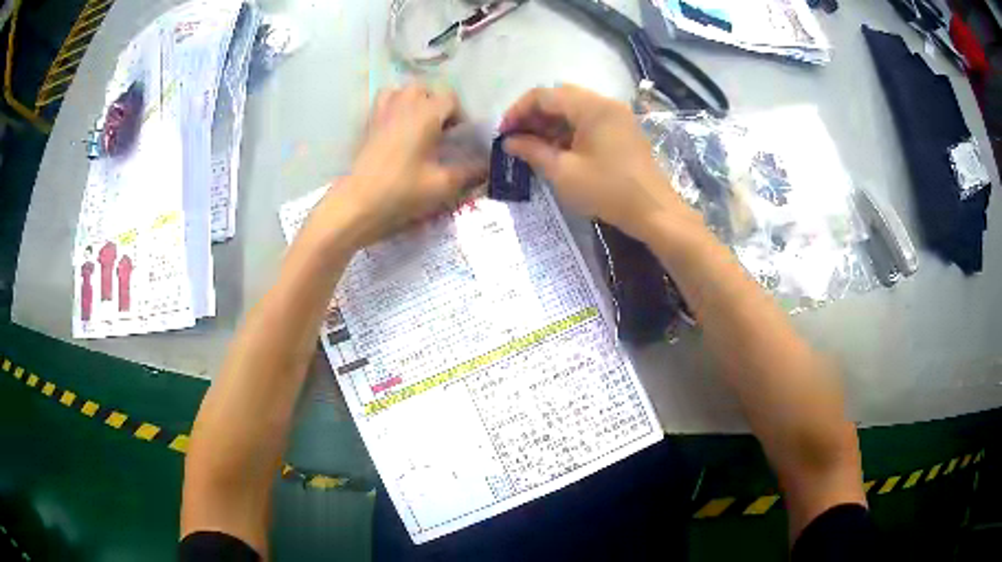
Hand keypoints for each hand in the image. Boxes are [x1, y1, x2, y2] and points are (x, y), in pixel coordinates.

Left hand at [328, 84, 486, 246]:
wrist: (358, 203)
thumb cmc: (402, 191)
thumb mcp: (442, 185)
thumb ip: (470, 172)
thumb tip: (488, 166)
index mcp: (426, 114)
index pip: (450, 98)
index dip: (459, 114)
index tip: (459, 137)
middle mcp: (404, 104)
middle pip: (426, 89)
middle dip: (437, 105)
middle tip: (440, 131)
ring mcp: (383, 112)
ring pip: (403, 91)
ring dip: (415, 102)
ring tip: (419, 125)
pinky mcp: (369, 124)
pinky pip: (384, 101)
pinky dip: (394, 106)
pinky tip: (398, 128)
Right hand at [501, 85, 694, 241]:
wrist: (654, 211)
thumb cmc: (608, 191)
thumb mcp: (564, 173)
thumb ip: (533, 151)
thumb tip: (509, 141)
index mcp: (591, 107)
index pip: (544, 95)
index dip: (518, 111)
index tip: (503, 133)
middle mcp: (605, 103)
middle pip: (559, 97)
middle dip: (533, 116)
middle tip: (516, 139)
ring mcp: (616, 116)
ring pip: (574, 108)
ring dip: (550, 123)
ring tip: (532, 146)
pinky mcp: (622, 130)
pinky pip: (588, 120)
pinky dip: (568, 130)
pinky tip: (556, 149)